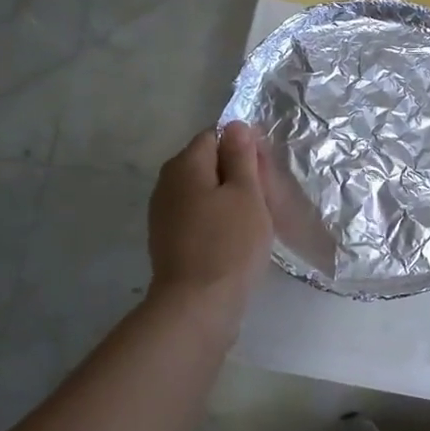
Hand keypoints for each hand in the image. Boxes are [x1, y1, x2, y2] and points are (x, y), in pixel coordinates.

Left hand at [147, 122, 274, 313]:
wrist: (197, 304)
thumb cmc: (230, 244)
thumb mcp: (246, 194)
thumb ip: (241, 157)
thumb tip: (236, 125)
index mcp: (185, 165)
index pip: (215, 136)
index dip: (243, 148)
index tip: (265, 173)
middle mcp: (167, 183)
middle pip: (207, 163)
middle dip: (236, 175)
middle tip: (265, 199)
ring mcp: (164, 213)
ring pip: (202, 192)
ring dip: (227, 199)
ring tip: (254, 221)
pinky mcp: (168, 239)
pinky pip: (197, 216)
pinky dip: (216, 220)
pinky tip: (234, 239)